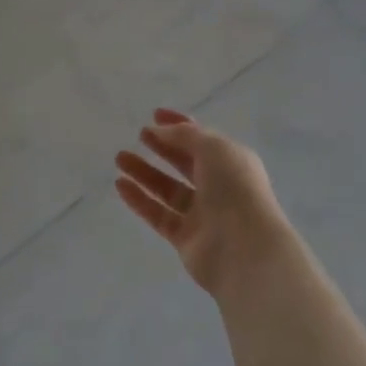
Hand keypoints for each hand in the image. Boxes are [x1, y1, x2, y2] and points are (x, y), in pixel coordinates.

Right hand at [114, 109, 291, 298]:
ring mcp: (202, 214)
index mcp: (231, 162)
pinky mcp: (185, 238)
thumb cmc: (235, 189)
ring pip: (168, 189)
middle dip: (162, 147)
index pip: (202, 138)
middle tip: (139, 135)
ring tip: (120, 158)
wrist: (245, 250)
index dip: (180, 125)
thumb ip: (184, 135)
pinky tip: (120, 185)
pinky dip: (140, 200)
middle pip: (185, 163)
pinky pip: (158, 215)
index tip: (155, 115)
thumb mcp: (213, 148)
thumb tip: (159, 130)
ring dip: (144, 172)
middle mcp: (218, 186)